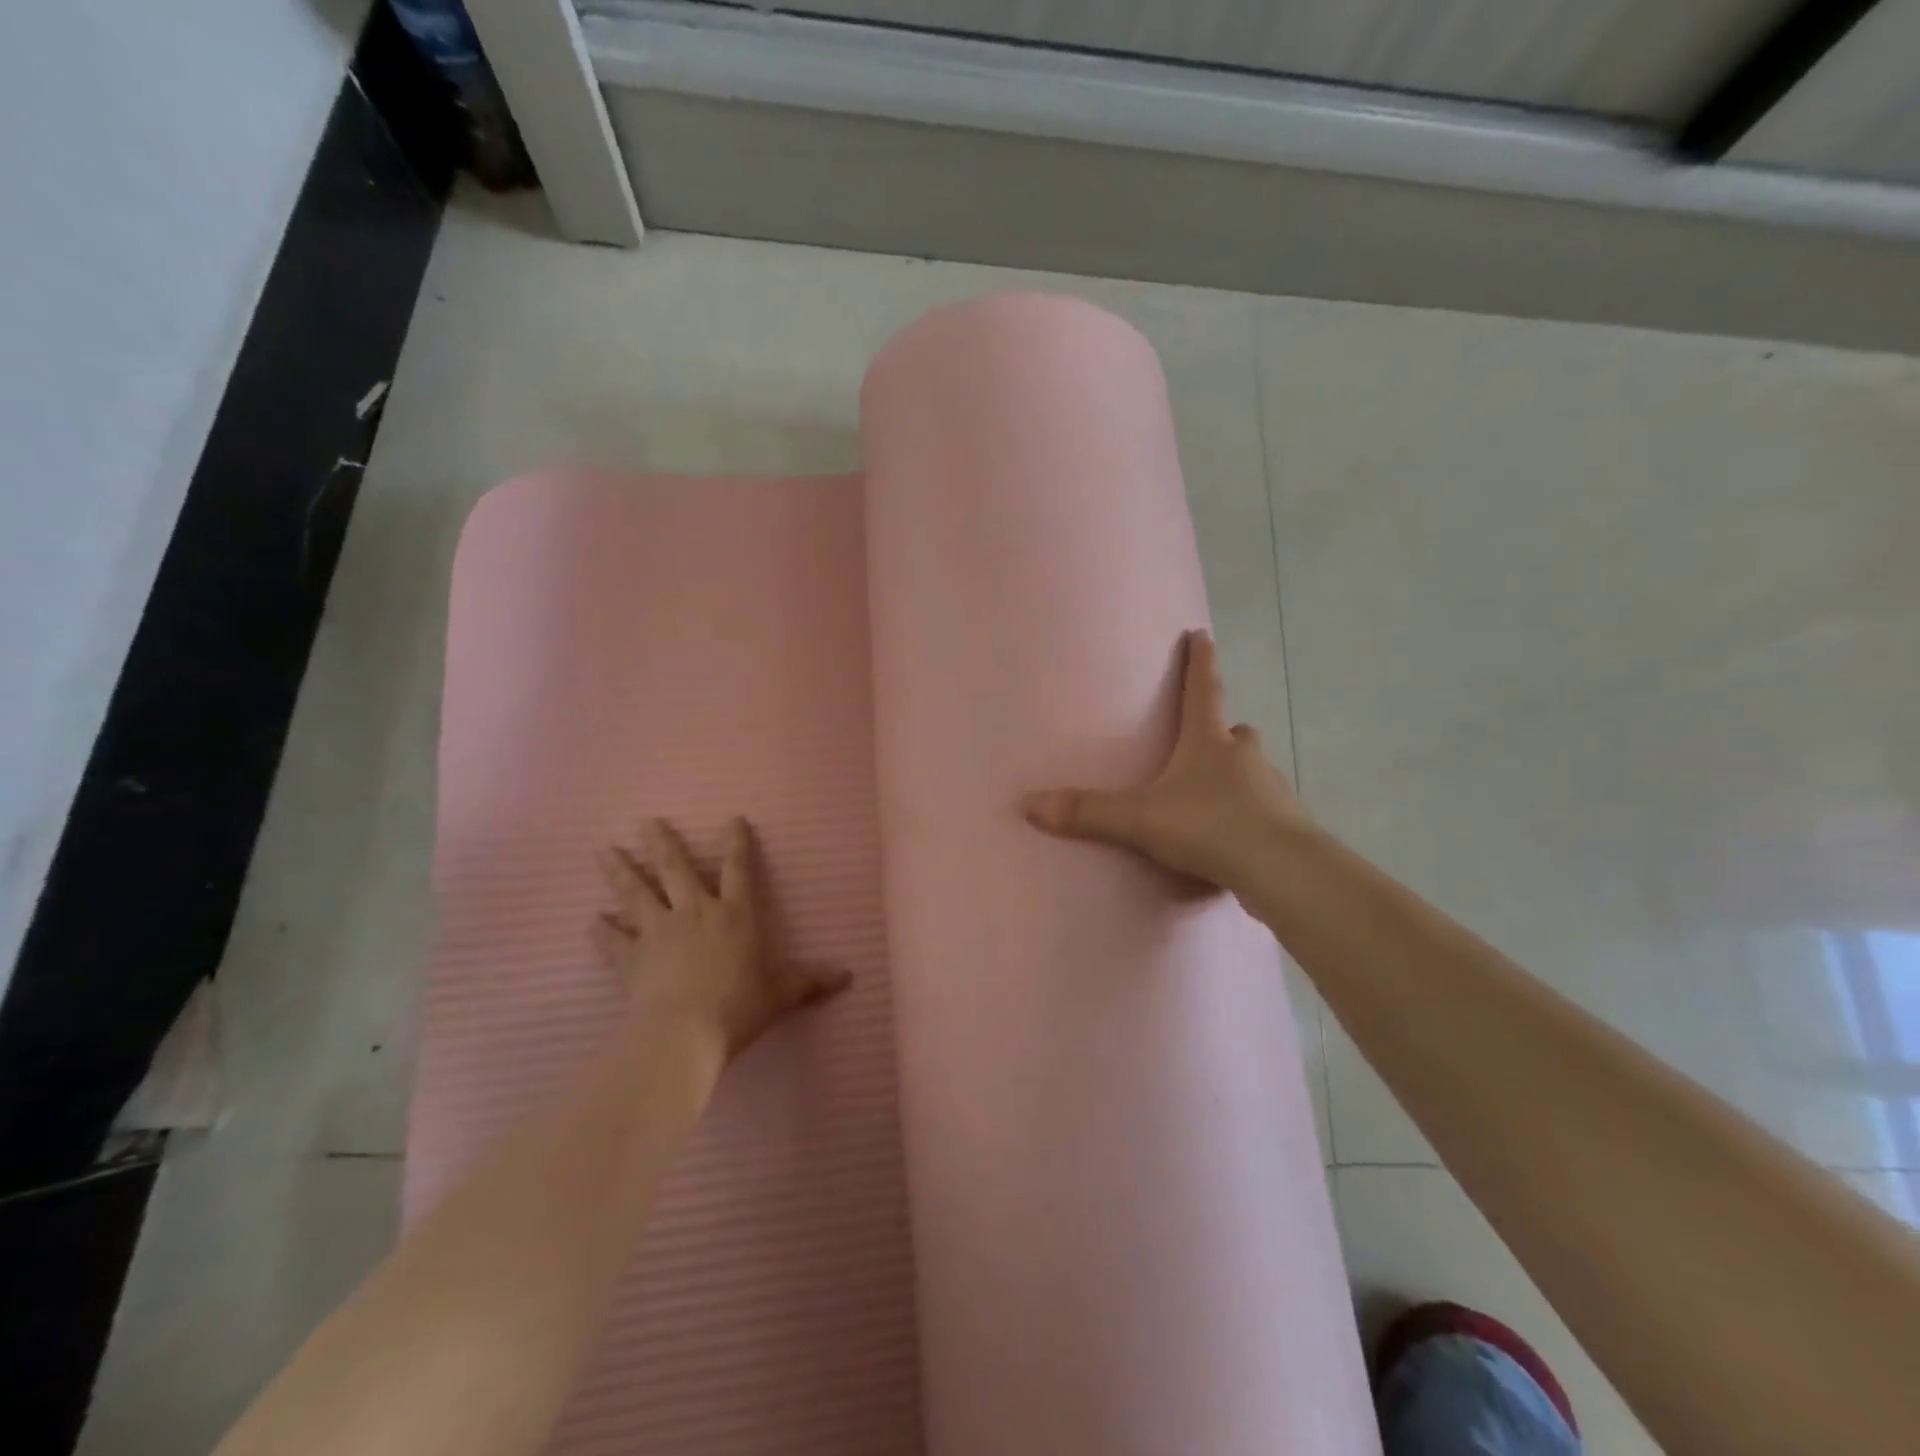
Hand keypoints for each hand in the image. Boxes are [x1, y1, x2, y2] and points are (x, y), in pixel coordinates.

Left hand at [594, 817, 848, 1061]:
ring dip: (620, 872)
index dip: (737, 843)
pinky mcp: (630, 959)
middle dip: (662, 843)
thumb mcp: (781, 995)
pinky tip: (592, 921)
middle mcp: (695, 913)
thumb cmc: (738, 1008)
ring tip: (603, 851)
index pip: (738, 869)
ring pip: (636, 893)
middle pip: (676, 869)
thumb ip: (810, 983)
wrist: (682, 1035)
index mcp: (735, 915)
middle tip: (647, 821)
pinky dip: (602, 931)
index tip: (733, 819)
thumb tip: (848, 977)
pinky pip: (613, 941)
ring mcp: (659, 932)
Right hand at [1022, 630, 1311, 891]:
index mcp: (1210, 743)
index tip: (1202, 633)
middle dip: (1224, 732)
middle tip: (1209, 740)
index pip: (1203, 690)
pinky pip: (1263, 812)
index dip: (1200, 661)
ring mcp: (1272, 792)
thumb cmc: (1209, 826)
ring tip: (1212, 798)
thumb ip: (1088, 813)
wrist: (1282, 871)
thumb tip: (1029, 805)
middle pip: (1238, 733)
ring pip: (1253, 772)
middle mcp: (1245, 759)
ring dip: (1236, 776)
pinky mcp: (1287, 828)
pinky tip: (1230, 839)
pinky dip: (1247, 817)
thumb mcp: (1140, 819)